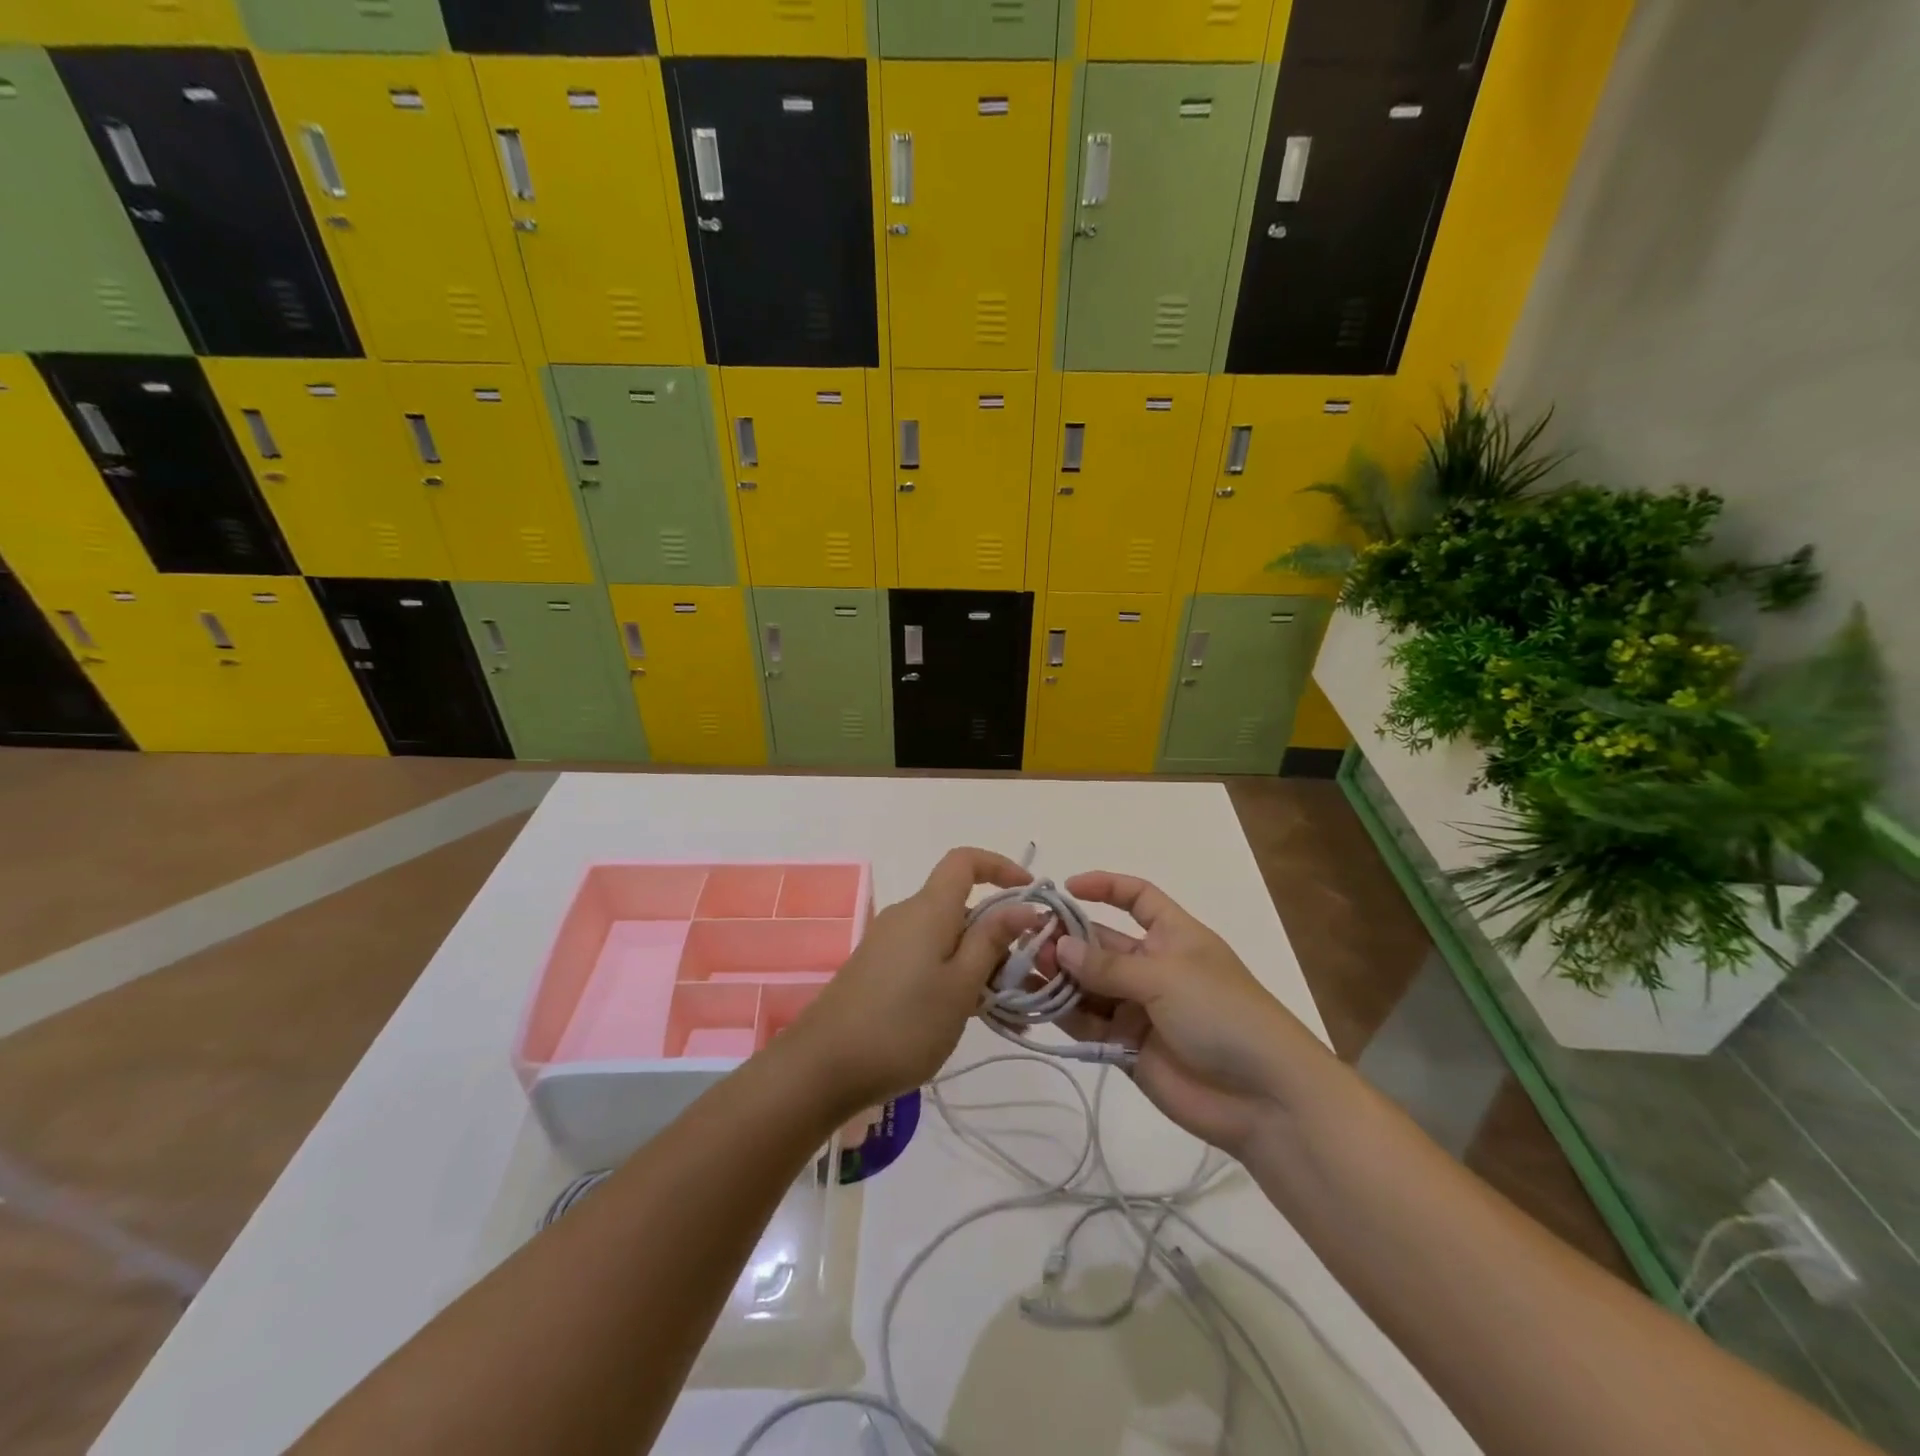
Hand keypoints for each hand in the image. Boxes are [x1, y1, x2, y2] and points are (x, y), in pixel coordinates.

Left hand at [786, 848, 1039, 1112]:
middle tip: (1025, 980)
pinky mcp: (878, 968)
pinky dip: (954, 977)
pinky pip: (927, 958)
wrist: (822, 1066)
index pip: (965, 861)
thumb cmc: (903, 1024)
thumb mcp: (960, 986)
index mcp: (928, 909)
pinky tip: (968, 1017)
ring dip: (979, 964)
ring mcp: (889, 942)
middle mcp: (907, 915)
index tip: (1030, 893)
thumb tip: (1023, 904)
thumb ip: (992, 941)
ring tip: (1004, 1012)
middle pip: (961, 906)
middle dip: (998, 935)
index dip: (1000, 866)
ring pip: (947, 938)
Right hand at [1053, 872, 1329, 1154]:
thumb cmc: (1223, 1015)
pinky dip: (1064, 1013)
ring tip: (1028, 971)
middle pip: (1103, 943)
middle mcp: (1153, 967)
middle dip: (1069, 940)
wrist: (1263, 1098)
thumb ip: (1109, 966)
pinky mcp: (1127, 1046)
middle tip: (1031, 942)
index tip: (1067, 888)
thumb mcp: (1166, 977)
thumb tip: (1060, 946)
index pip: (1138, 898)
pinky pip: (1089, 1023)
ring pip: (1090, 984)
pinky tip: (1036, 1003)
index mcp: (1174, 936)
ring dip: (1061, 976)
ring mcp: (1139, 1008)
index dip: (1106, 887)